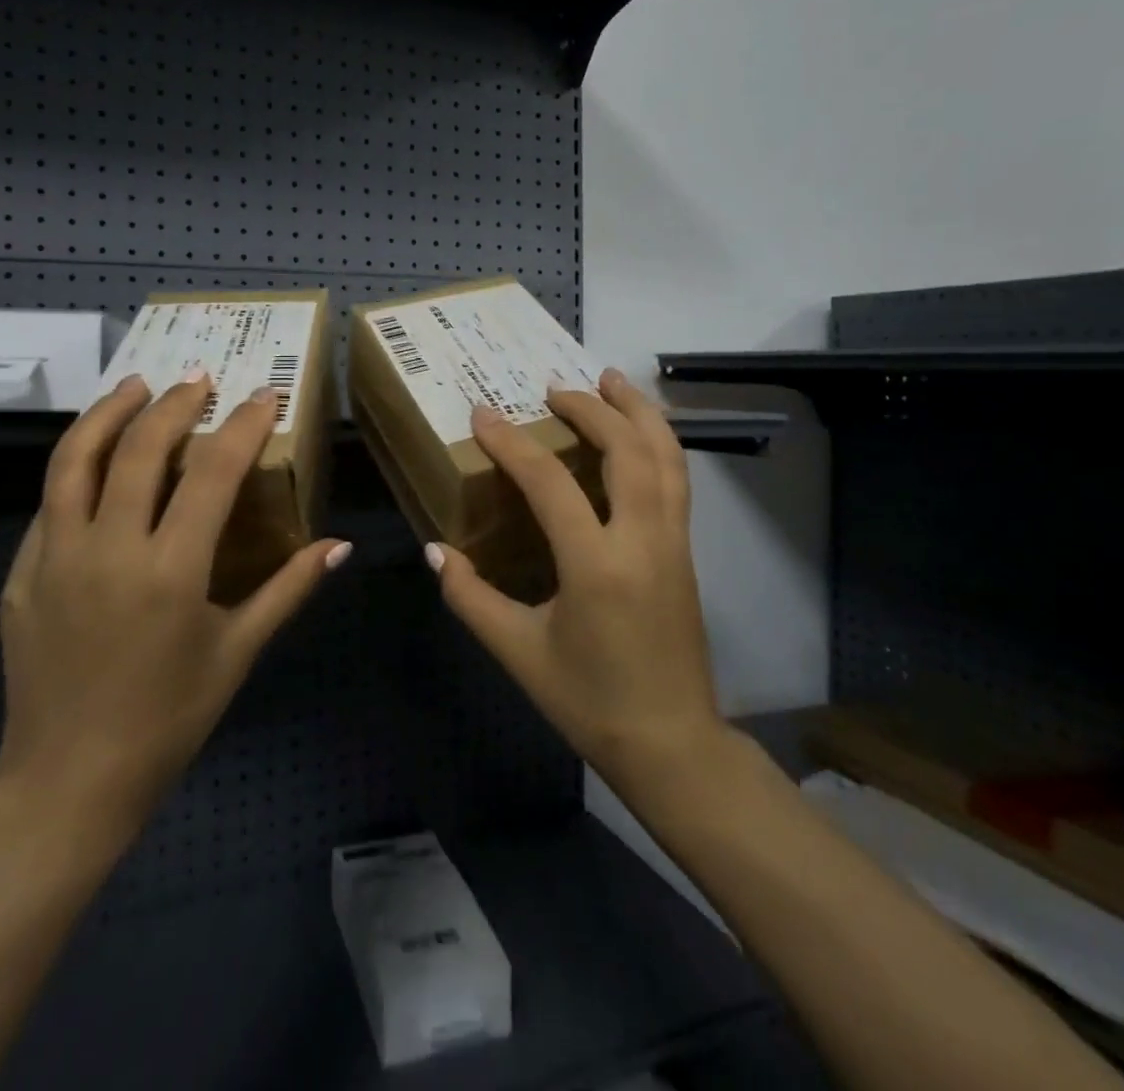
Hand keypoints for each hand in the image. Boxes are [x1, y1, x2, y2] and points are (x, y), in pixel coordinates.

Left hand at [0, 372, 350, 840]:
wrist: (69, 782)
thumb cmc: (168, 719)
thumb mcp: (239, 652)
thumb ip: (288, 588)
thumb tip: (339, 545)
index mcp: (171, 571)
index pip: (212, 473)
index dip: (243, 426)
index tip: (263, 396)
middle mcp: (108, 550)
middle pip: (140, 449)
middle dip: (175, 404)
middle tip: (200, 378)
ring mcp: (54, 559)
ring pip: (75, 461)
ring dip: (108, 413)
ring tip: (136, 386)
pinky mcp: (21, 575)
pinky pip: (49, 504)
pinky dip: (75, 467)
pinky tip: (95, 459)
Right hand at [427, 368, 720, 786]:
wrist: (671, 743)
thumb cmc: (590, 702)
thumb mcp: (519, 653)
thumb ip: (472, 598)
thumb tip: (437, 552)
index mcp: (596, 565)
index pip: (550, 482)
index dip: (511, 443)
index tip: (483, 414)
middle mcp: (643, 540)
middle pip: (627, 449)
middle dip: (591, 408)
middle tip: (554, 387)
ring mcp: (674, 542)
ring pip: (667, 456)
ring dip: (639, 411)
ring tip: (611, 380)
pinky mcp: (686, 551)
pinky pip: (676, 479)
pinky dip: (658, 441)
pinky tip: (640, 432)